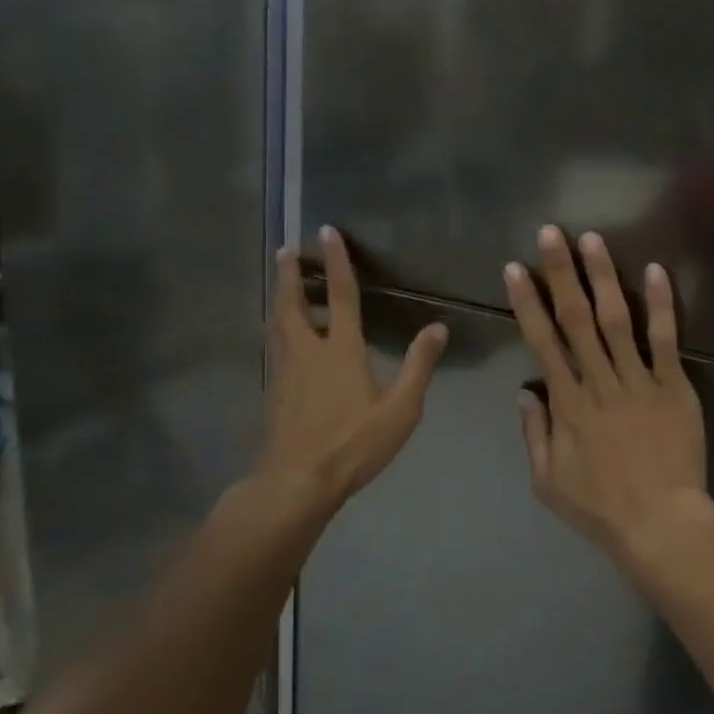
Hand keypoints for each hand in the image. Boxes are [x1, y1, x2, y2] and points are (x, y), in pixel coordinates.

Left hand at [254, 226, 447, 516]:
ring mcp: (286, 373)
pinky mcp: (275, 393)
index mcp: (341, 350)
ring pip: (279, 326)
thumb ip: (419, 365)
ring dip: (282, 300)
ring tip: (284, 287)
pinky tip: (287, 342)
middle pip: (294, 304)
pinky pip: (277, 350)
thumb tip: (438, 327)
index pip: (341, 296)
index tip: (326, 231)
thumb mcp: (400, 408)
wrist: (297, 482)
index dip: (336, 262)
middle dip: (290, 275)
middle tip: (285, 250)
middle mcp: (308, 352)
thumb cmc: (353, 443)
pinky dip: (280, 332)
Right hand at [505, 227, 708, 556]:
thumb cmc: (601, 507)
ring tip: (592, 240)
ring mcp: (639, 381)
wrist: (661, 523)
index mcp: (567, 404)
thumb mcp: (548, 481)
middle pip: (575, 319)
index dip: (527, 303)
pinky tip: (655, 270)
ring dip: (602, 277)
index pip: (541, 342)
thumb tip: (525, 393)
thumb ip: (534, 434)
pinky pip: (665, 340)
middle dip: (560, 273)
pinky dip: (660, 305)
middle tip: (551, 233)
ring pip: (616, 320)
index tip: (515, 269)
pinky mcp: (674, 386)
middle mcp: (599, 382)